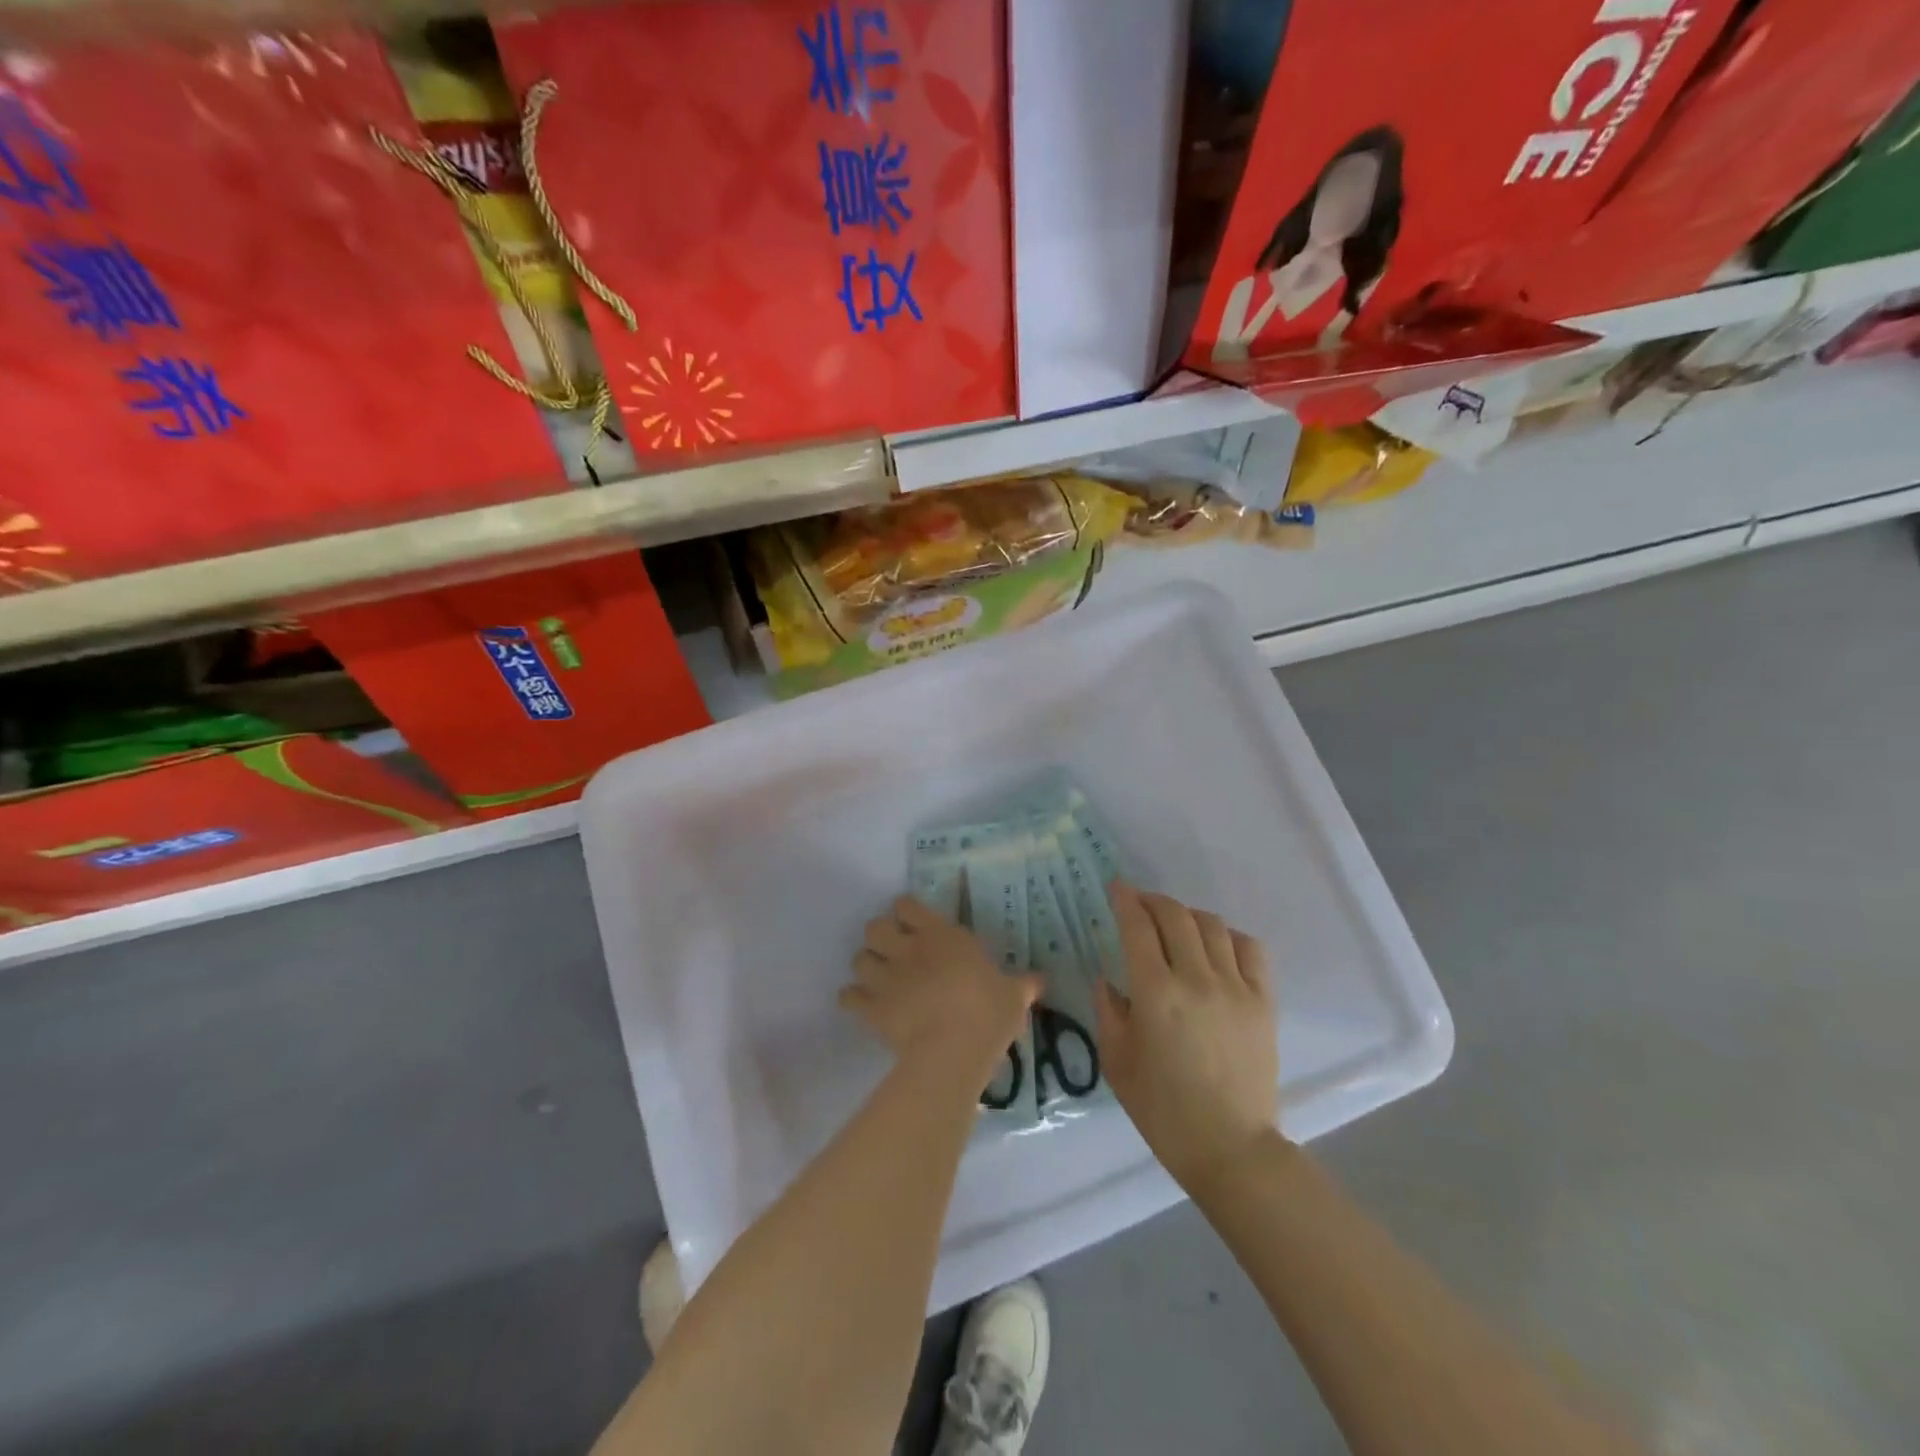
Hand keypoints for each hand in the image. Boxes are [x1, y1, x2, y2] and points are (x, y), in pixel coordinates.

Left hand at [841, 897, 1038, 1084]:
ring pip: (859, 957)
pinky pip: (849, 996)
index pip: (907, 906)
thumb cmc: (987, 1013)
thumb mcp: (1013, 996)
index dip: (906, 912)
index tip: (913, 922)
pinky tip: (860, 1003)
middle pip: (875, 926)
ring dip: (866, 964)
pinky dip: (852, 998)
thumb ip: (1023, 985)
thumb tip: (1040, 980)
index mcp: (940, 935)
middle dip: (880, 936)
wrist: (952, 1050)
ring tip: (876, 976)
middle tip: (893, 950)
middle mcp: (908, 948)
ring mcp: (886, 977)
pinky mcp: (872, 1007)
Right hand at [1096, 884, 1278, 1192]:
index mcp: (1156, 993)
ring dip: (1188, 915)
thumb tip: (1107, 980)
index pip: (1138, 927)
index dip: (1126, 900)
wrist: (1230, 1147)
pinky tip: (1216, 946)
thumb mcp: (1117, 1062)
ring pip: (1212, 925)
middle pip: (1176, 916)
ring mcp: (1236, 987)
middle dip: (1153, 900)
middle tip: (1140, 903)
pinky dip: (1229, 936)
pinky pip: (1250, 949)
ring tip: (1175, 924)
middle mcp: (1196, 979)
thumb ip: (1108, 1011)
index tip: (1116, 887)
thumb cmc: (1163, 1110)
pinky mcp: (1264, 1001)